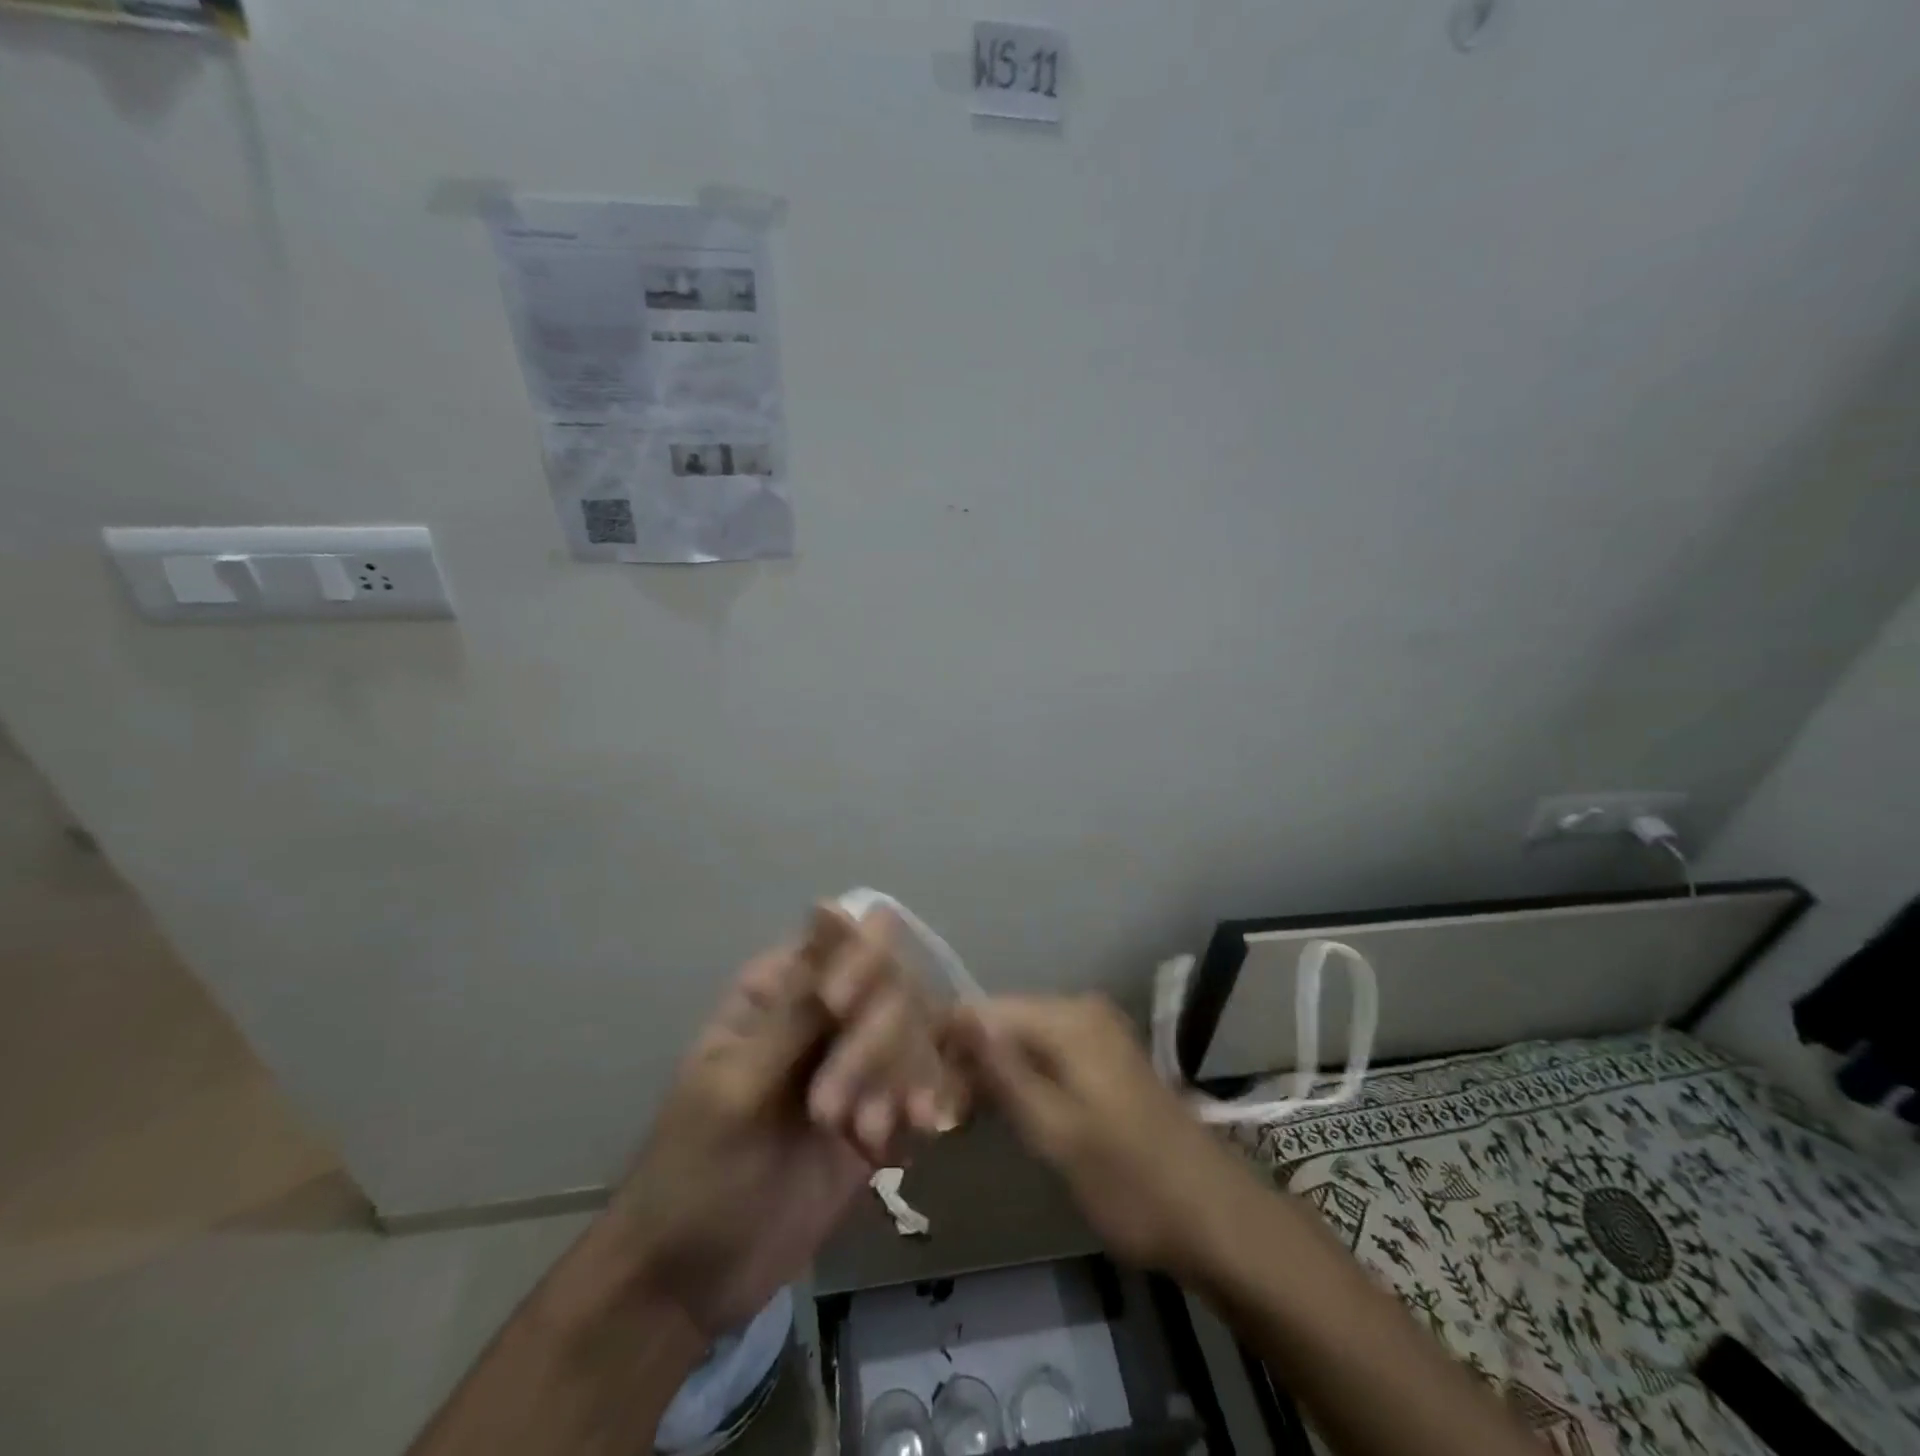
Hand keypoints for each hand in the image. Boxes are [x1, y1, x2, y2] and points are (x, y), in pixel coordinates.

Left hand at [604, 905, 952, 1336]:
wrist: (692, 1284)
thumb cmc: (693, 1172)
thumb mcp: (736, 1087)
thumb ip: (798, 1009)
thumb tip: (834, 909)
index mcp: (780, 989)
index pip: (842, 940)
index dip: (858, 959)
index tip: (843, 1007)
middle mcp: (826, 1015)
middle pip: (890, 985)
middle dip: (873, 1042)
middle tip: (830, 1113)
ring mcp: (857, 1064)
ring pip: (915, 1033)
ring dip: (899, 1079)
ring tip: (864, 1136)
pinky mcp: (881, 1112)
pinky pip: (924, 1084)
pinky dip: (925, 1104)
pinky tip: (911, 1139)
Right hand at [948, 994, 1263, 1277]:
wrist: (1215, 1217)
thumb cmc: (1128, 1179)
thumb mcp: (1054, 1131)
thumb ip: (1002, 1072)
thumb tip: (956, 1018)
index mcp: (1067, 1017)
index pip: (983, 1010)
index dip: (946, 1042)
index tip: (919, 1087)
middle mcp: (1080, 1009)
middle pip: (1002, 1022)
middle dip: (967, 1060)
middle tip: (941, 1115)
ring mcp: (1096, 1033)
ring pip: (1022, 1040)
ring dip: (992, 1074)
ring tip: (963, 1119)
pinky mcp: (1104, 1059)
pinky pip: (1046, 1054)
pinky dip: (1021, 1080)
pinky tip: (1003, 1113)